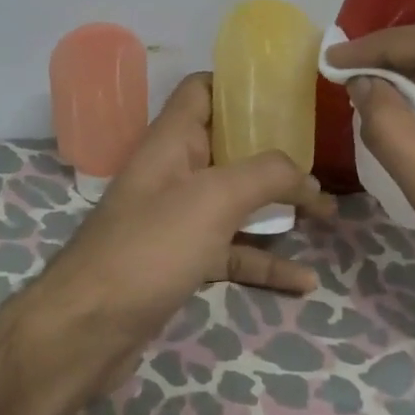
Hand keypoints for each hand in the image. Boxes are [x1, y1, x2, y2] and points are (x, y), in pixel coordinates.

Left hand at [21, 73, 332, 408]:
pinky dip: (265, 263)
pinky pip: (231, 253)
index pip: (204, 91)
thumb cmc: (149, 248)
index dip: (243, 85)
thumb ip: (266, 175)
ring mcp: (176, 220)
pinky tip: (304, 281)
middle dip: (276, 150)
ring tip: (327, 214)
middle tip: (323, 156)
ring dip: (278, 208)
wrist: (88, 329)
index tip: (291, 94)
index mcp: (171, 141)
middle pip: (229, 147)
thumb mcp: (214, 199)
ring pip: (235, 203)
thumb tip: (307, 176)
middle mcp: (173, 173)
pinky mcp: (181, 262)